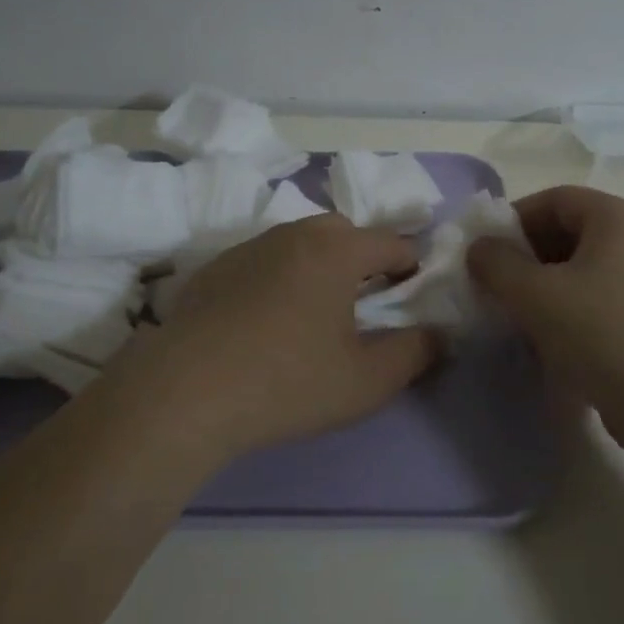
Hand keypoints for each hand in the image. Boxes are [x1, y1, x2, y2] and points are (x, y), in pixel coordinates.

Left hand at [117, 215, 437, 460]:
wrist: (185, 392)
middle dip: (364, 258)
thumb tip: (439, 334)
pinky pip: (264, 260)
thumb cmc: (287, 382)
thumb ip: (415, 353)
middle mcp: (293, 234)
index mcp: (336, 250)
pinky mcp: (215, 268)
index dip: (412, 267)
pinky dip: (280, 277)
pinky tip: (267, 321)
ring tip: (316, 312)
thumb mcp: (367, 380)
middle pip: (344, 232)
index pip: (392, 242)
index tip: (413, 298)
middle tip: (365, 302)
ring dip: (319, 265)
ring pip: (300, 242)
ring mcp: (249, 247)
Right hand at [467, 185, 623, 452]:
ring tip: (517, 315)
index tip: (485, 252)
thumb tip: (479, 249)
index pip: (554, 199)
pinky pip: (598, 296)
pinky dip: (568, 308)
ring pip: (581, 267)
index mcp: (618, 218)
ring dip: (543, 285)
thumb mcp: (535, 295)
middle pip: (568, 230)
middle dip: (526, 255)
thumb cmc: (602, 335)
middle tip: (496, 285)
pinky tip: (548, 339)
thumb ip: (496, 263)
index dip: (513, 219)